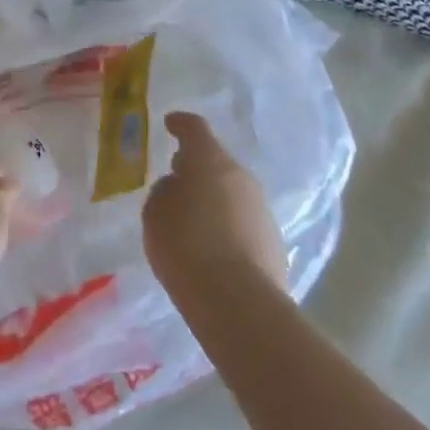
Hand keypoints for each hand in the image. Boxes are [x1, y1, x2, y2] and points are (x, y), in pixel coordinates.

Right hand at [143, 112, 289, 302]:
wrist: (239, 304)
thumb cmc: (186, 246)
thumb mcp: (155, 213)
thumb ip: (165, 192)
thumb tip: (179, 188)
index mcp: (210, 160)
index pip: (195, 128)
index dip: (180, 124)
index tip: (170, 124)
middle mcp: (241, 177)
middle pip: (217, 163)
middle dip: (198, 169)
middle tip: (177, 180)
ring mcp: (262, 210)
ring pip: (233, 194)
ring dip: (215, 200)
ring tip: (194, 221)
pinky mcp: (274, 243)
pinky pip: (243, 222)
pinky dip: (228, 226)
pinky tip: (213, 247)